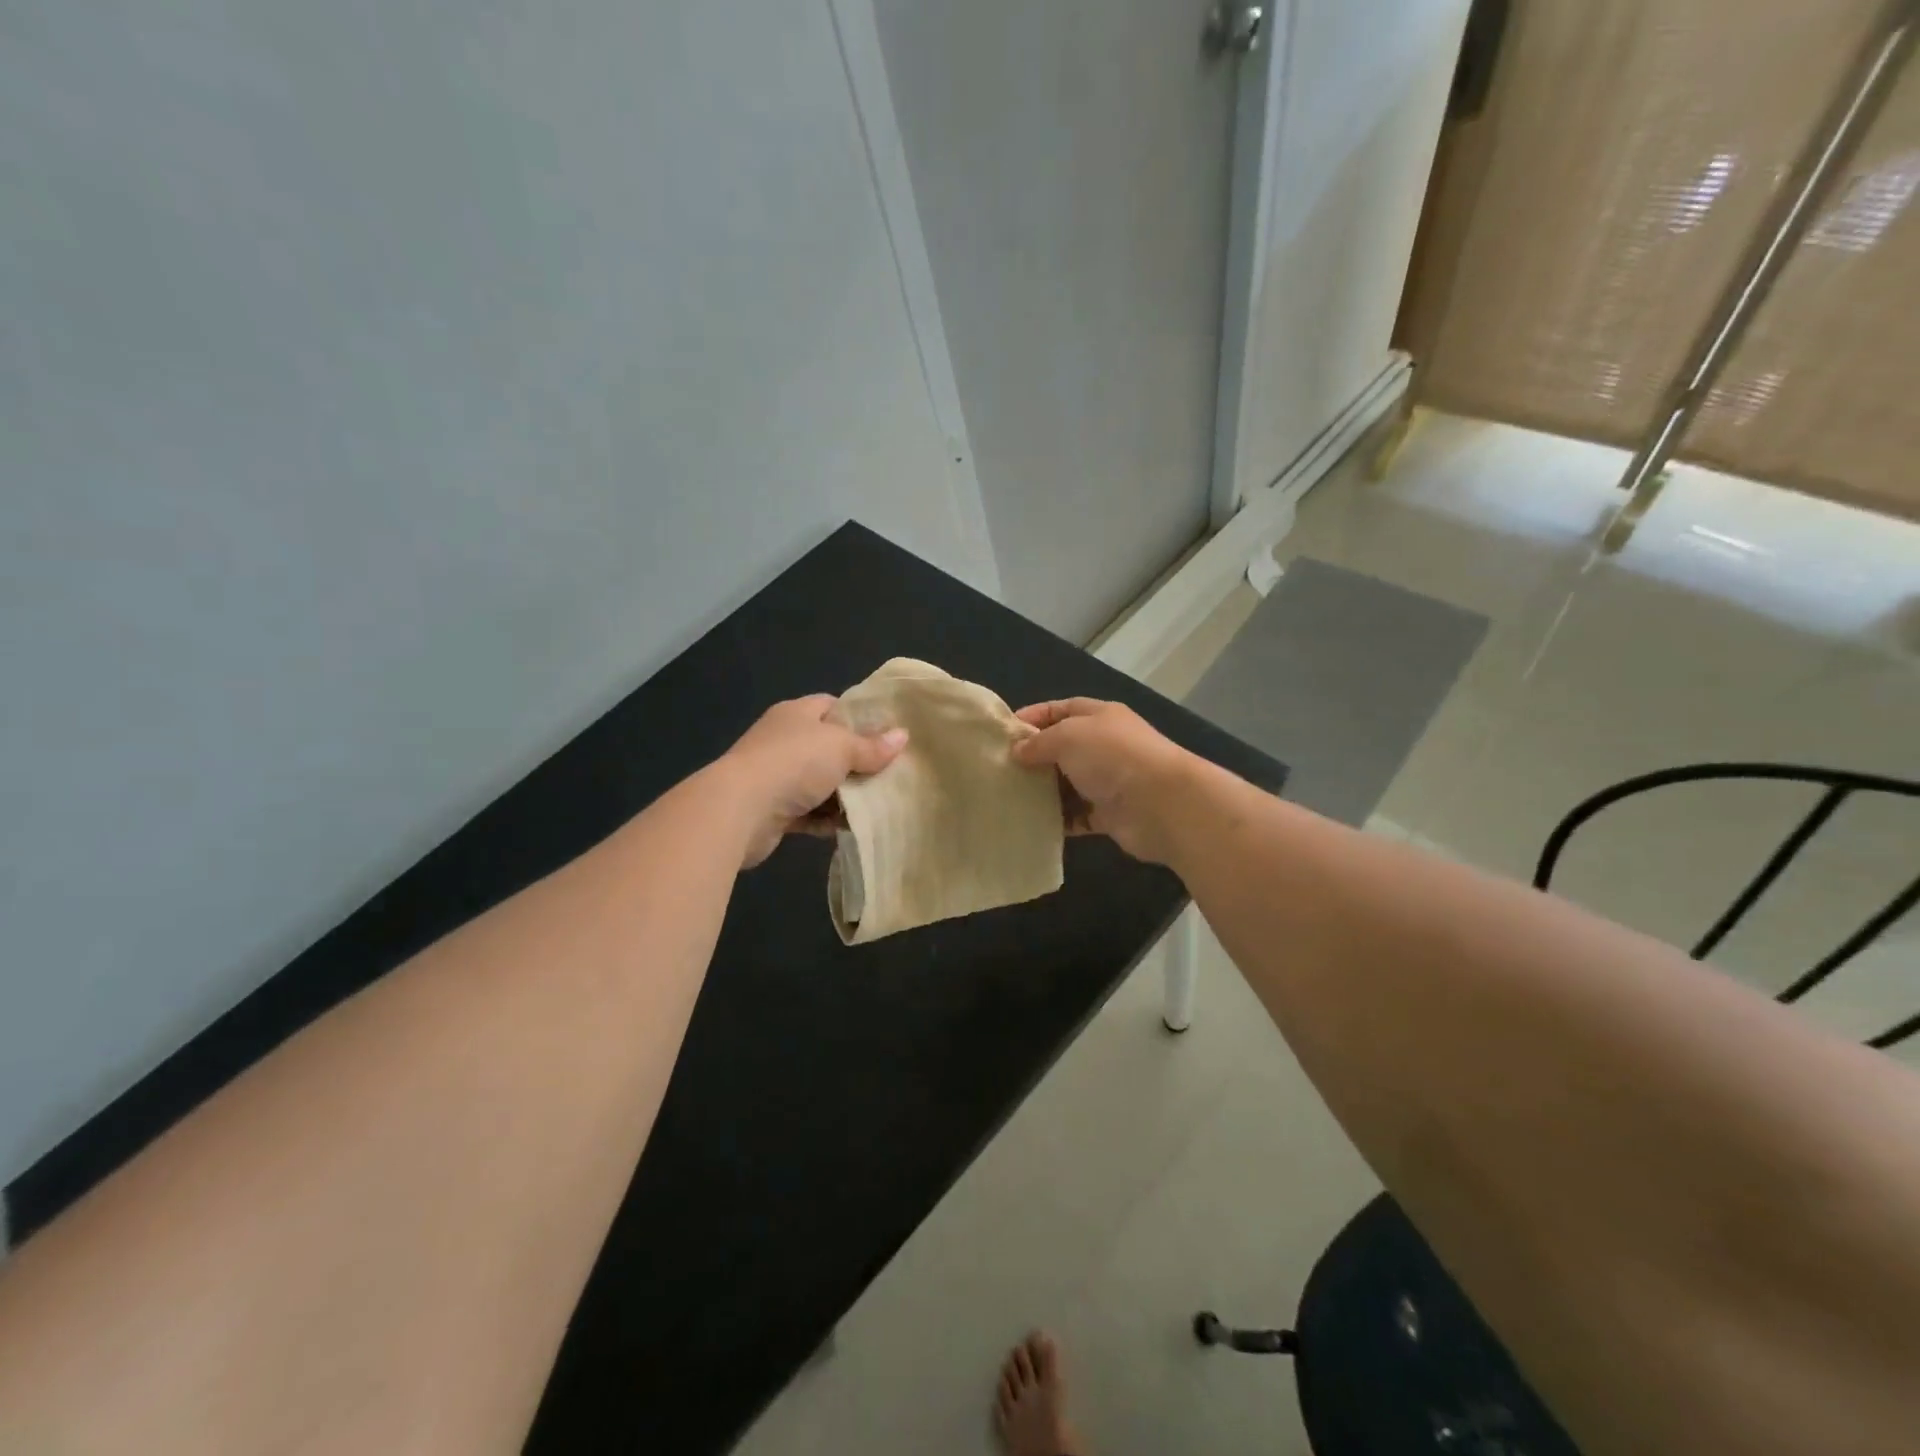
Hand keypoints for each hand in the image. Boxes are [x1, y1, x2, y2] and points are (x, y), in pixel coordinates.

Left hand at [718, 695, 907, 868]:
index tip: (888, 734)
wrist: (739, 810)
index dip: (860, 717)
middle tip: (891, 774)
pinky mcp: (774, 810)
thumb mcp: (840, 748)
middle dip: (857, 761)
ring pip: (820, 782)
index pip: (832, 706)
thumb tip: (902, 736)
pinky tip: (852, 827)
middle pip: (829, 747)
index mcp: (797, 713)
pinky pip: (809, 813)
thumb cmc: (793, 764)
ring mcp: (776, 776)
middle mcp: (784, 740)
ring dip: (844, 795)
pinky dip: (827, 820)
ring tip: (879, 804)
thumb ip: (872, 746)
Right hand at [1011, 698, 1198, 863]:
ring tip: (1009, 798)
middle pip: (1062, 748)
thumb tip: (1018, 751)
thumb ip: (1039, 742)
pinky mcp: (1110, 814)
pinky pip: (1076, 816)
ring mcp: (1109, 781)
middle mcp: (1105, 746)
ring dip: (1043, 791)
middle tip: (1000, 770)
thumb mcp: (1068, 736)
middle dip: (1033, 757)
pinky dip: (1058, 820)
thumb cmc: (1113, 757)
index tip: (1003, 733)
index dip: (1034, 717)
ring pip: (1068, 784)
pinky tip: (1032, 823)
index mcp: (1100, 717)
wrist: (1162, 804)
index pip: (1061, 709)